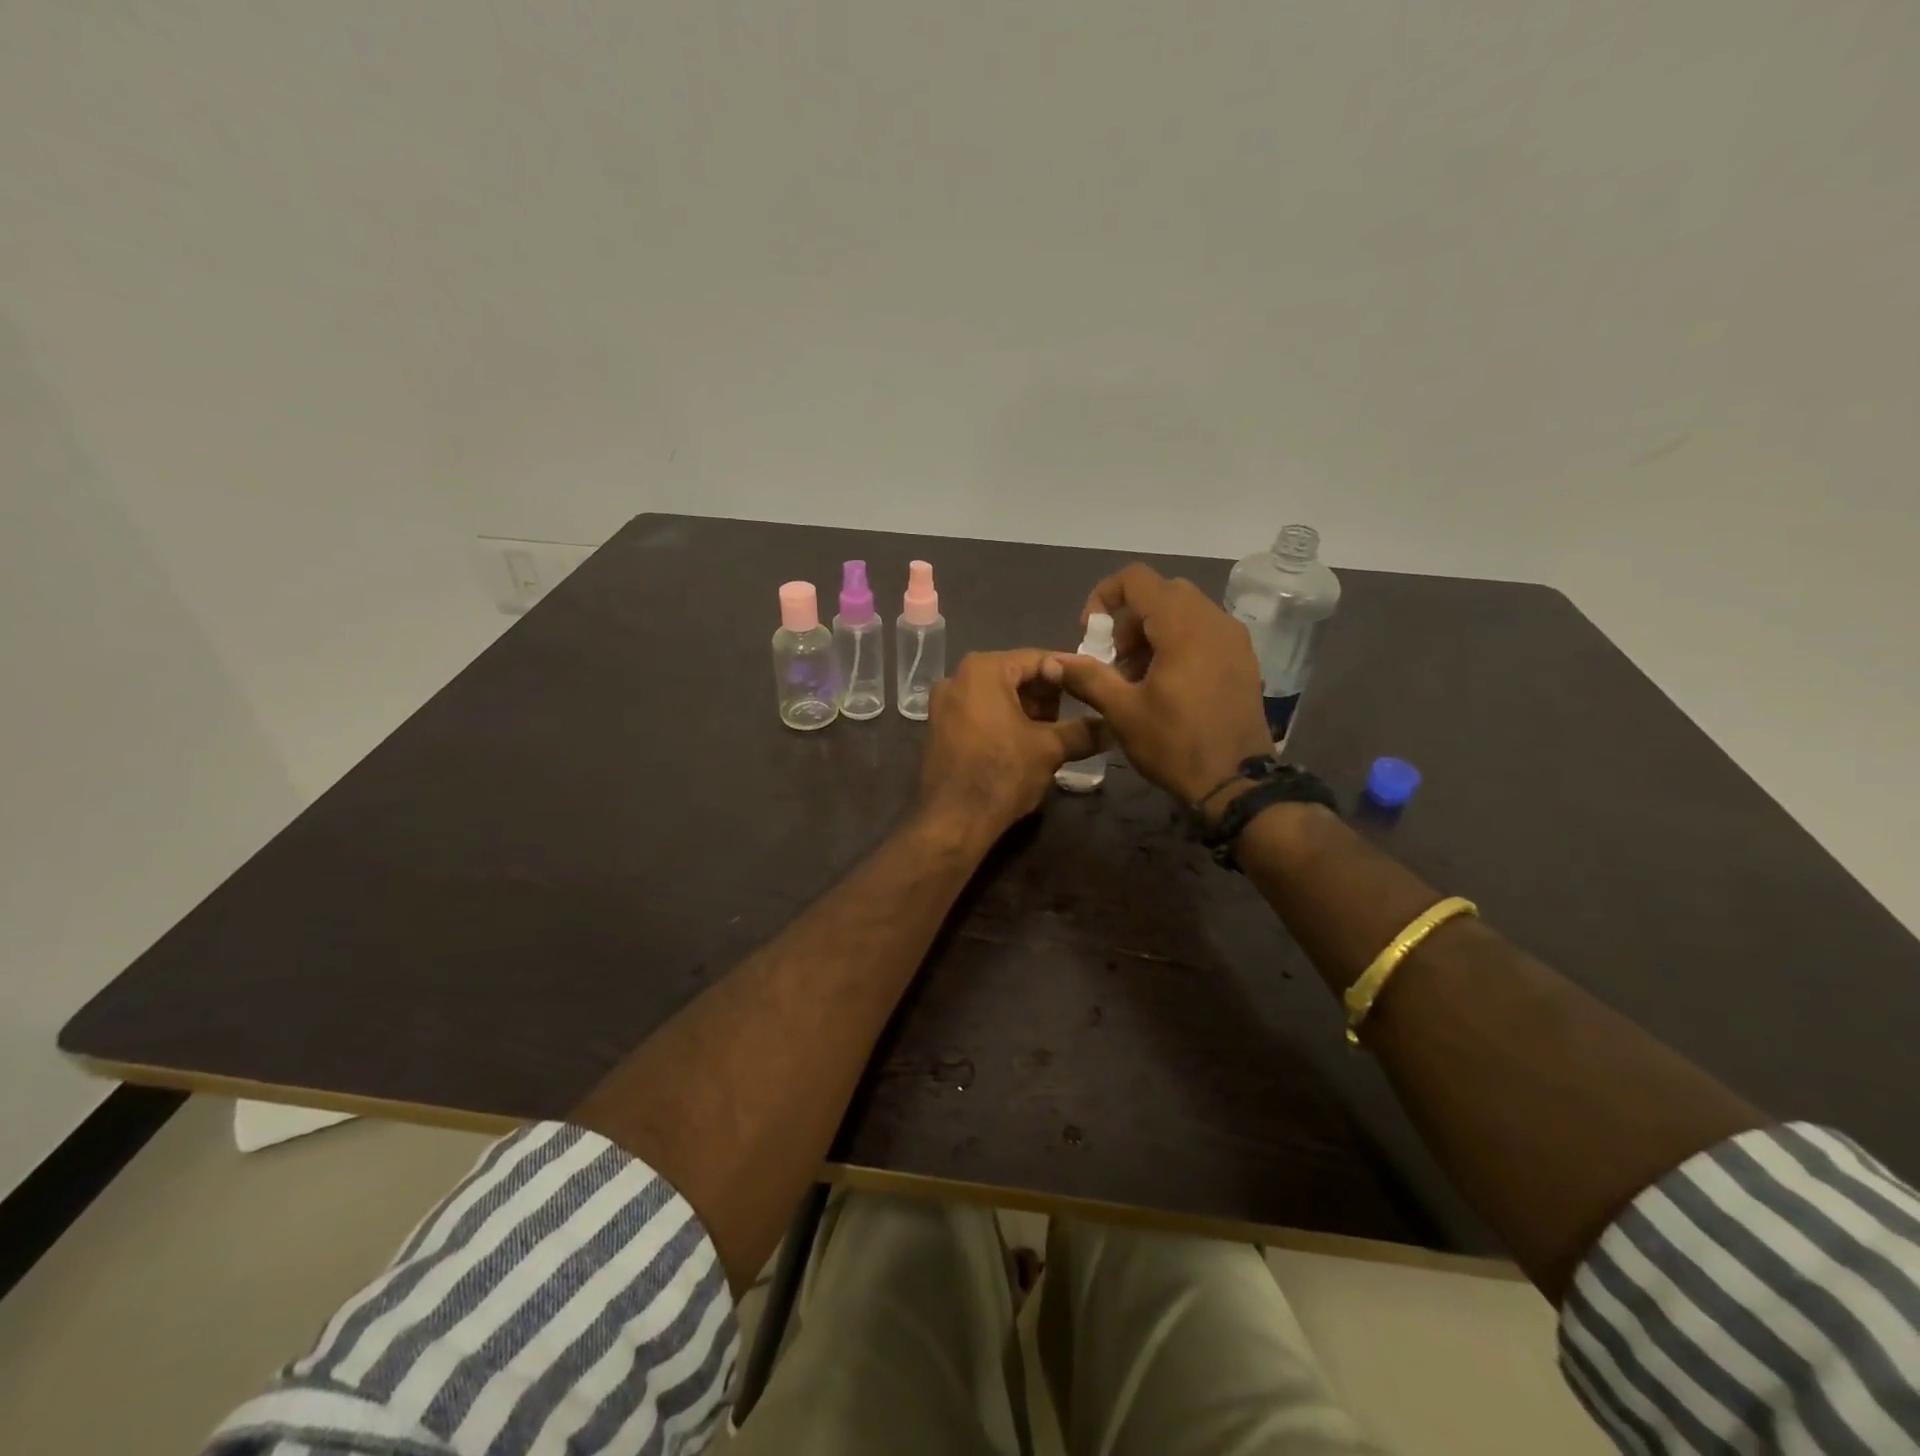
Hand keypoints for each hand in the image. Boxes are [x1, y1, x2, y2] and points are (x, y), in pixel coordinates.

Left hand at [919, 650, 1101, 839]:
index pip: (1037, 659)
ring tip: (1055, 732)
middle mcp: (957, 677)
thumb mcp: (1049, 749)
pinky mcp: (939, 728)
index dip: (1069, 672)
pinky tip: (1026, 743)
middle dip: (1047, 694)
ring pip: (997, 695)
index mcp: (983, 670)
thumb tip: (1113, 727)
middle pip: (1014, 675)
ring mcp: (944, 704)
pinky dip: (1004, 721)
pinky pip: (980, 712)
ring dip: (1027, 710)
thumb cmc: (1002, 773)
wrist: (952, 821)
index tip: (1093, 686)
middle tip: (1077, 713)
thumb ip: (1083, 731)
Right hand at [1043, 563, 1272, 803]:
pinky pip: (1204, 630)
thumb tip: (1053, 661)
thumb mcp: (1123, 713)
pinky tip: (1166, 682)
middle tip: (1114, 657)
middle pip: (1162, 592)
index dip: (1105, 596)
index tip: (1091, 633)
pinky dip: (1178, 641)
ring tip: (1136, 675)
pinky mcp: (1243, 659)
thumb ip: (1087, 677)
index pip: (1138, 579)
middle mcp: (1214, 620)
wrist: (1236, 784)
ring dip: (1153, 630)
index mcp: (1183, 626)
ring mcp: (1234, 639)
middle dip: (1129, 617)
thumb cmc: (1175, 745)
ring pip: (1185, 610)